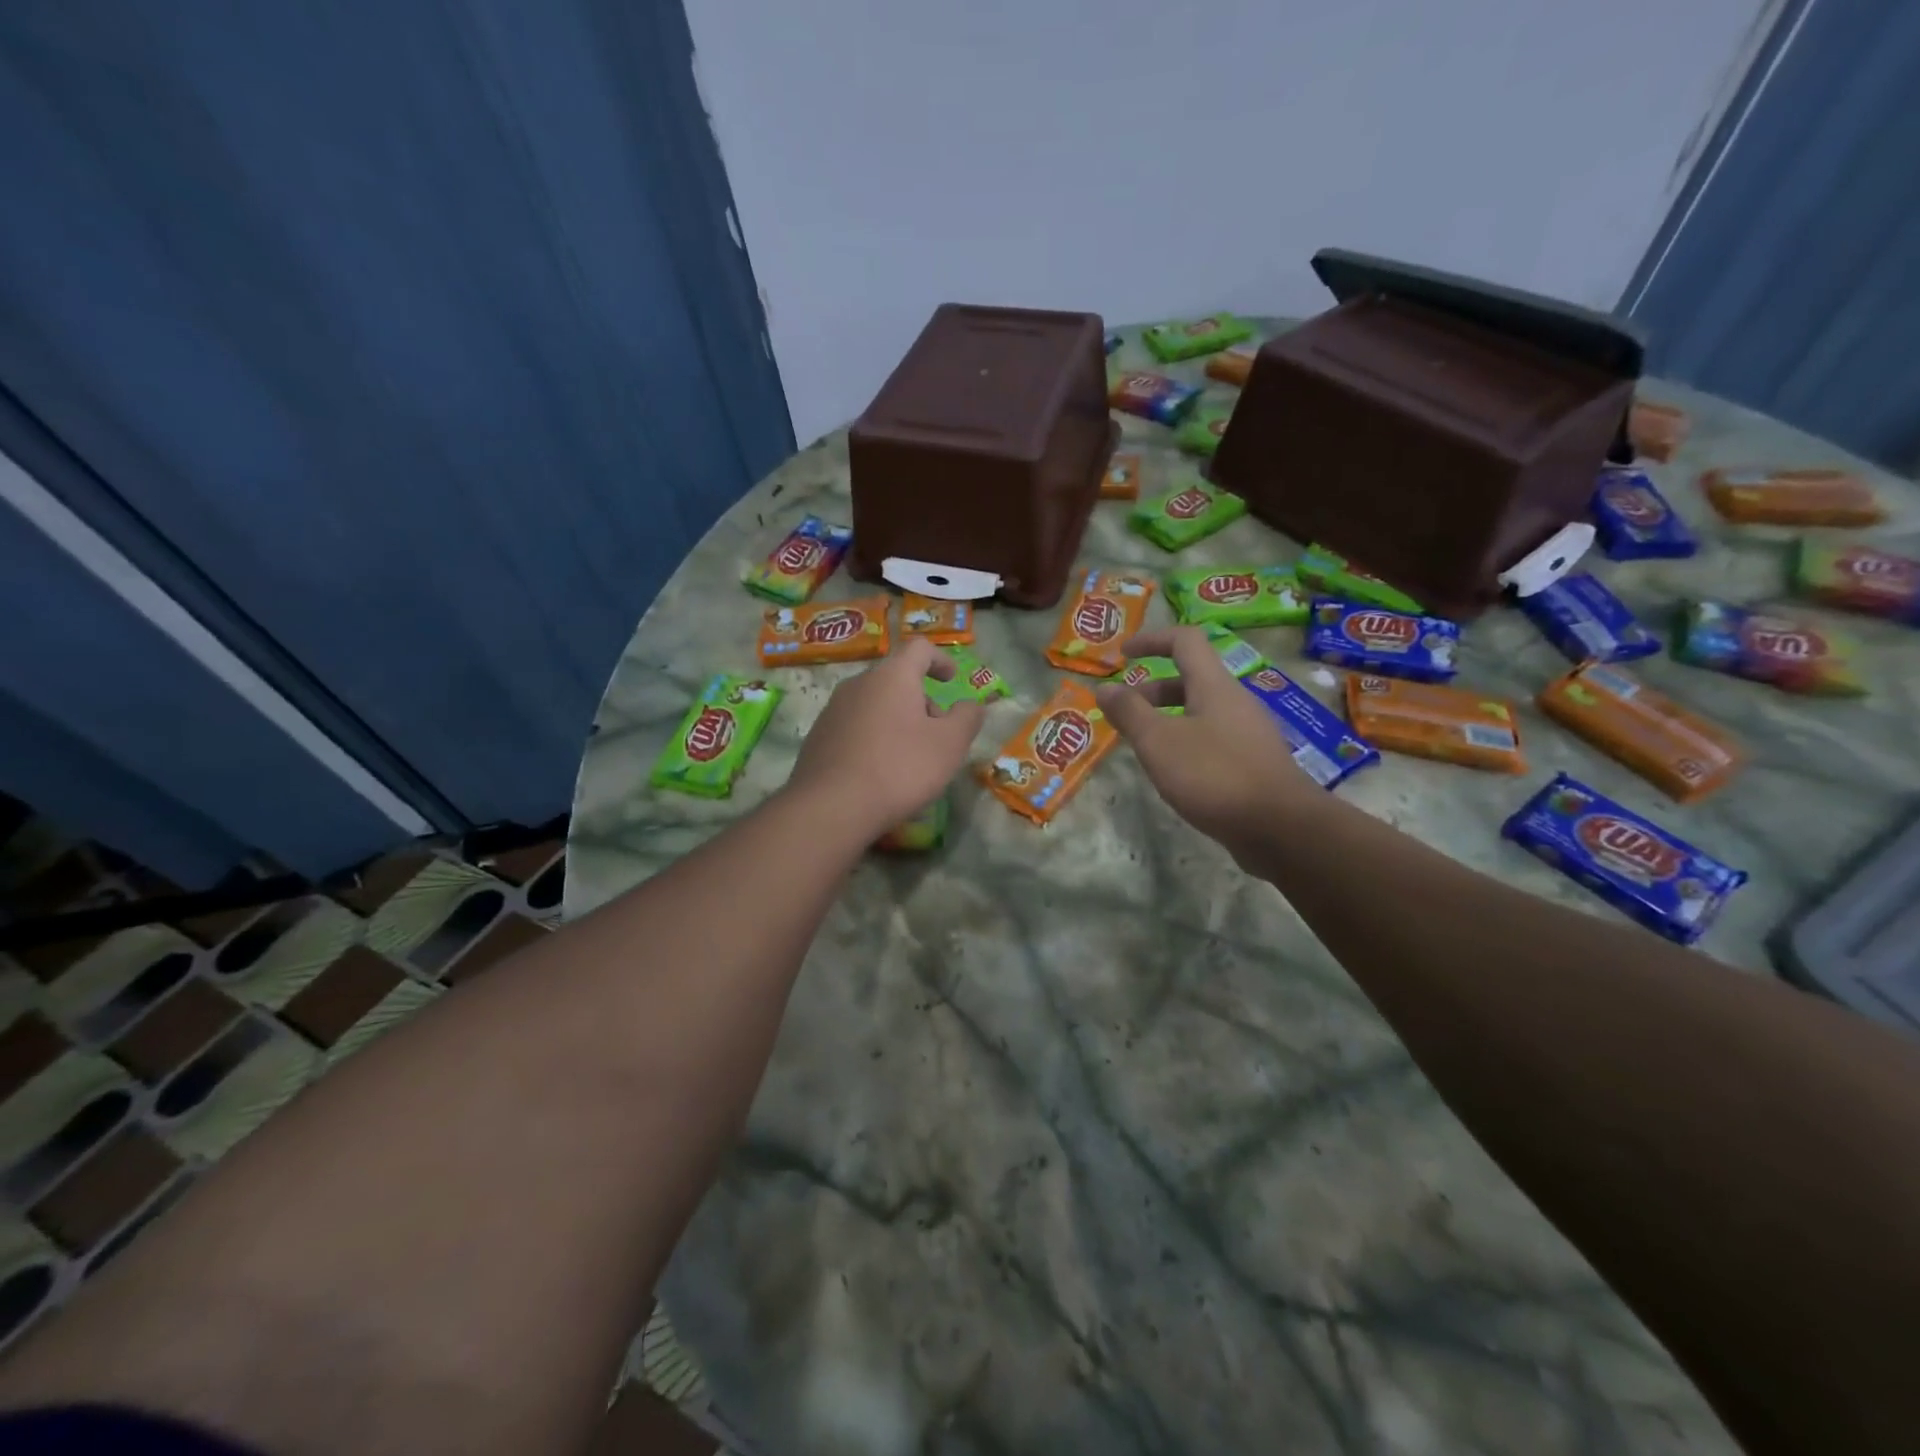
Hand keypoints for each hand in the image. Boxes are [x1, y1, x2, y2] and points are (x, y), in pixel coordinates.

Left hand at [788, 637, 985, 837]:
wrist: (831, 807)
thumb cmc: (900, 768)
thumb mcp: (949, 745)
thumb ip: (967, 718)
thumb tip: (970, 705)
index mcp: (892, 676)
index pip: (919, 648)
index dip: (941, 659)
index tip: (952, 679)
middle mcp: (858, 684)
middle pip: (896, 680)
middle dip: (921, 701)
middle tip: (937, 735)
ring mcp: (833, 710)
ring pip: (875, 706)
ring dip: (898, 722)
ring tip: (910, 759)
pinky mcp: (818, 738)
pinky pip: (856, 729)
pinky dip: (875, 740)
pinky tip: (881, 774)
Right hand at [1095, 627, 1320, 860]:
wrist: (1281, 827)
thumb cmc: (1214, 775)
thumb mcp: (1159, 742)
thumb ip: (1129, 712)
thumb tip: (1103, 687)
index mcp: (1214, 686)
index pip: (1185, 640)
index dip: (1152, 639)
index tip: (1122, 654)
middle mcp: (1235, 701)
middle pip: (1191, 679)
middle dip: (1152, 690)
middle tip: (1124, 713)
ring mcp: (1249, 733)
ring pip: (1201, 712)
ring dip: (1167, 719)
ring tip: (1143, 747)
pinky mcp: (1254, 763)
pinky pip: (1213, 739)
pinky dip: (1186, 744)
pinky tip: (1174, 774)